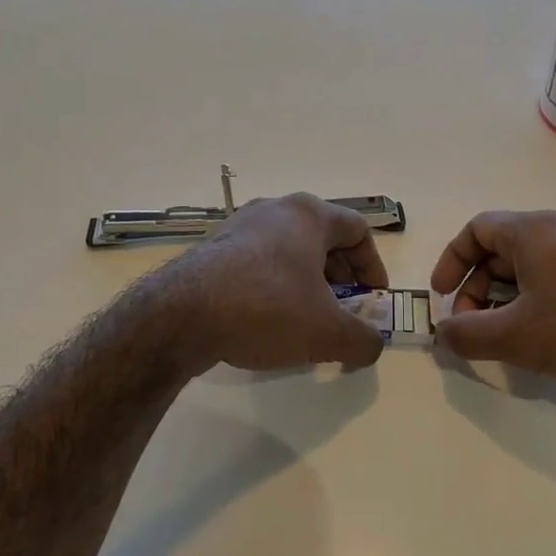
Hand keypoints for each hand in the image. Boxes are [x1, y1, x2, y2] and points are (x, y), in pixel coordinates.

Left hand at [169, 194, 389, 373]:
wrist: (182, 315)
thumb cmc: (267, 309)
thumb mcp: (328, 333)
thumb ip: (363, 340)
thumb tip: (371, 345)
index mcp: (309, 215)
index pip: (358, 230)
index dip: (373, 266)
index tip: (373, 299)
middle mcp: (275, 209)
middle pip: (323, 238)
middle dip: (341, 277)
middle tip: (343, 310)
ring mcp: (239, 226)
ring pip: (289, 250)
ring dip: (307, 282)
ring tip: (307, 319)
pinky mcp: (213, 248)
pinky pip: (258, 261)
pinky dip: (275, 285)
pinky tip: (268, 320)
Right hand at [430, 210, 555, 394]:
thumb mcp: (514, 336)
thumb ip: (467, 335)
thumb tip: (442, 335)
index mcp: (533, 230)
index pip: (477, 229)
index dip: (452, 262)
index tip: (442, 296)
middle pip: (501, 251)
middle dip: (477, 290)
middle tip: (472, 328)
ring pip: (530, 270)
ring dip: (505, 302)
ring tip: (503, 339)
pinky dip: (535, 305)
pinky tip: (541, 340)